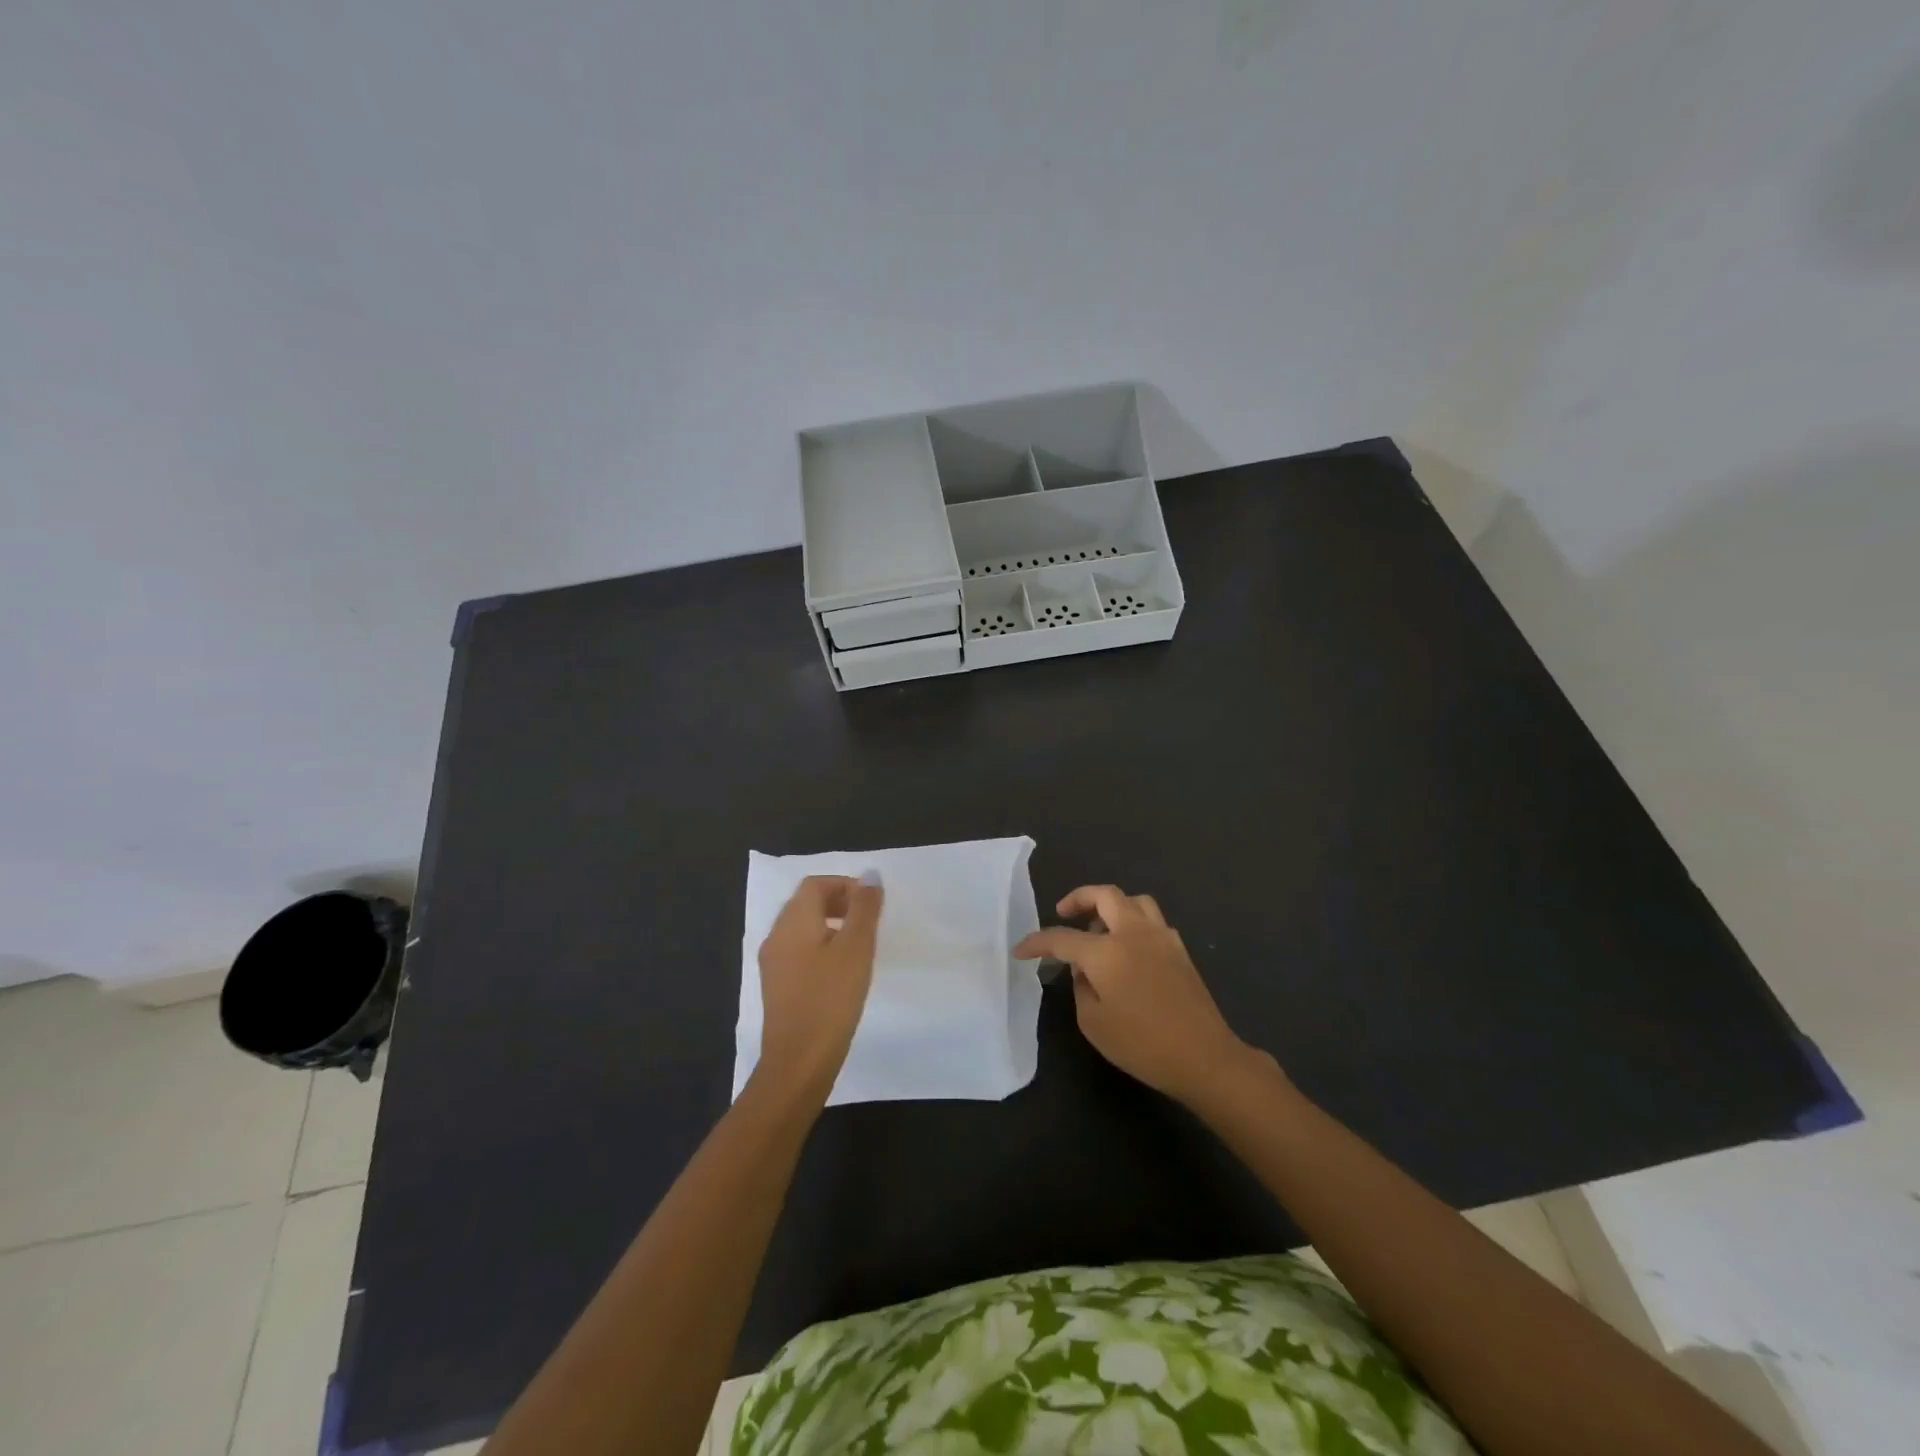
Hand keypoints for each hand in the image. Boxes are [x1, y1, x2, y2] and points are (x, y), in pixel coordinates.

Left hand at [753, 872, 883, 1102]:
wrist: (798, 1062)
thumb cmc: (831, 998)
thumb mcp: (856, 948)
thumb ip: (864, 908)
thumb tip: (870, 874)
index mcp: (793, 921)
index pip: (816, 884)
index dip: (845, 885)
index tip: (872, 905)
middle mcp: (776, 936)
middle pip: (806, 903)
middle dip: (839, 903)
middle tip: (869, 922)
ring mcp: (773, 963)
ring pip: (803, 928)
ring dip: (832, 926)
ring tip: (860, 947)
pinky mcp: (777, 986)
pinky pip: (799, 951)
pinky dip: (821, 948)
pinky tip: (841, 973)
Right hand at [1016, 884, 1263, 1105]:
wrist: (1204, 1057)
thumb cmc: (1143, 1045)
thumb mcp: (1094, 1023)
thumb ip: (1081, 988)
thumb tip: (1084, 970)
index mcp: (1107, 952)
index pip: (1062, 938)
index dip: (1037, 942)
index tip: (1021, 950)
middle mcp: (1134, 933)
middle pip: (1105, 895)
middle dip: (1078, 898)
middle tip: (1063, 912)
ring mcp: (1161, 937)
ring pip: (1133, 901)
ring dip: (1110, 906)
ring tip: (1098, 928)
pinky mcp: (1179, 950)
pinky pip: (1152, 920)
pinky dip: (1133, 922)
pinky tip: (1128, 949)